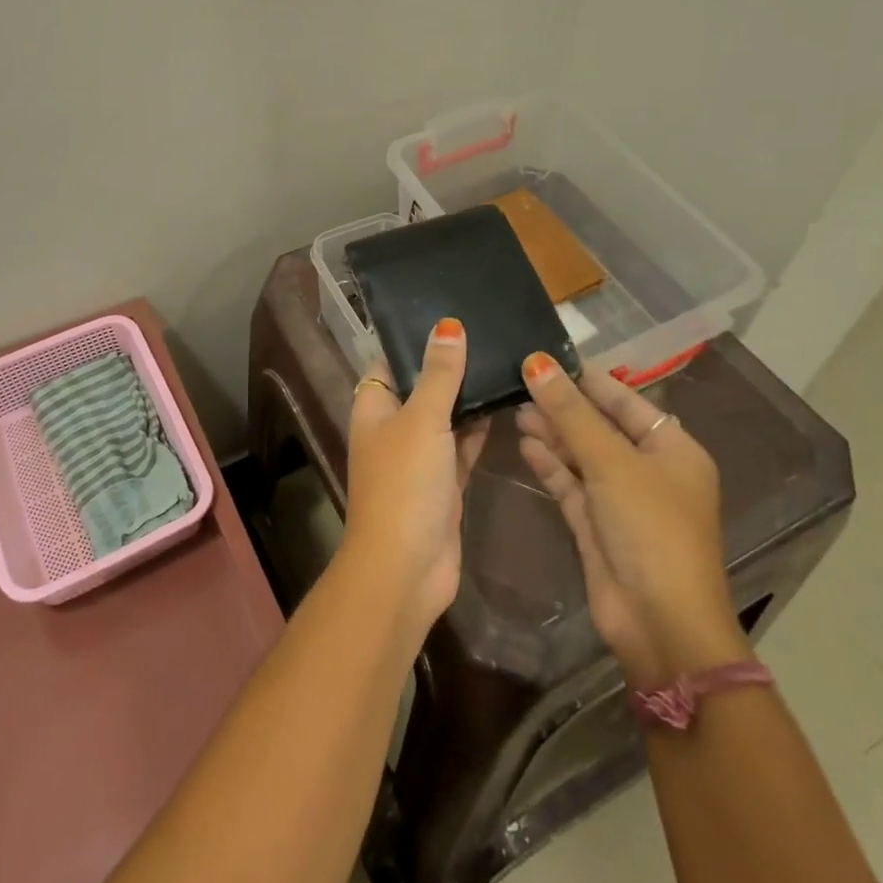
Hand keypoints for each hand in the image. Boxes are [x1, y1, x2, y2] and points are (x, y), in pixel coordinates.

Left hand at [342, 319, 491, 634]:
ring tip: (507, 360)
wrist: (407, 568)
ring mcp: (420, 457)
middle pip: (423, 387)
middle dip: (452, 367)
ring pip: (446, 417)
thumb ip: (439, 374)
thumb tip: (448, 325)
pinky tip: (508, 405)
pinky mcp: (444, 483)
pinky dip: (480, 430)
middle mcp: (394, 428)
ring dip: (470, 398)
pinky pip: (463, 447)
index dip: (417, 340)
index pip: (392, 361)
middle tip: (493, 333)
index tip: (453, 314)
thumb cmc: (405, 483)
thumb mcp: (422, 419)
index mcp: (374, 407)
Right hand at [516, 354, 750, 686]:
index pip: (625, 400)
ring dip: (552, 434)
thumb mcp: (611, 462)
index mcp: (672, 449)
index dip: (586, 378)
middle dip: (562, 406)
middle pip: (600, 426)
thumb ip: (570, 412)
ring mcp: (621, 499)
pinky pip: (571, 484)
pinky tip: (524, 444)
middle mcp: (649, 470)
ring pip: (581, 455)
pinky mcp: (596, 525)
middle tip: (519, 382)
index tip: (546, 355)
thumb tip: (536, 362)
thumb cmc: (649, 528)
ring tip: (514, 409)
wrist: (658, 622)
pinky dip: (550, 465)